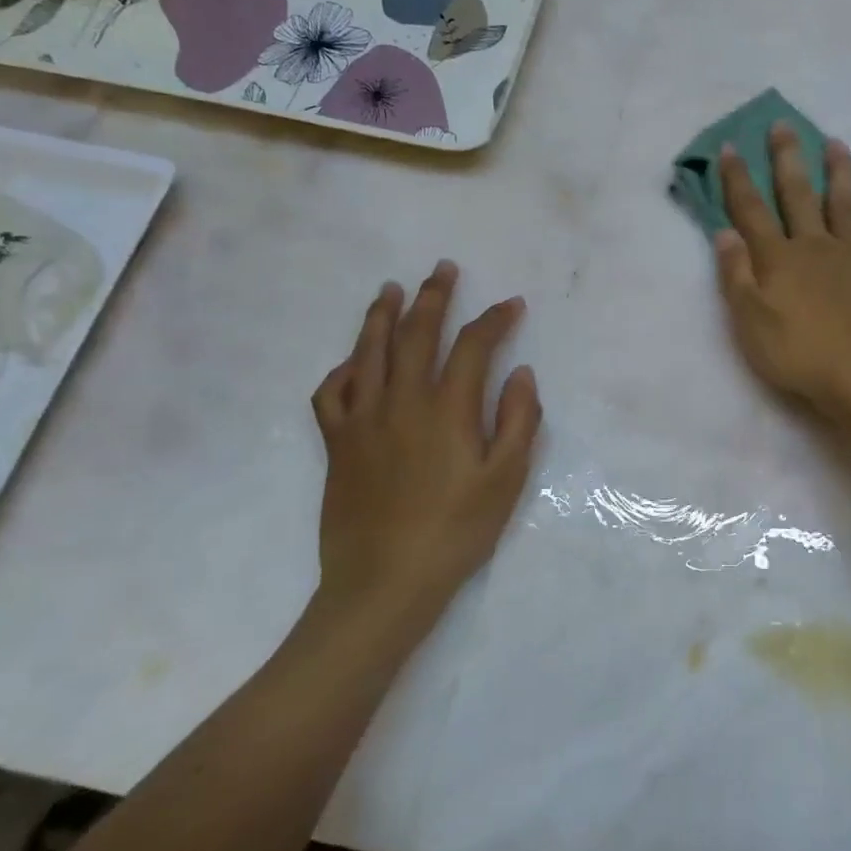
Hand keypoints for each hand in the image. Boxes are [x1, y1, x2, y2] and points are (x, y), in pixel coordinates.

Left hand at [310, 261, 541, 626]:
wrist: (384, 581)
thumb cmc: (456, 532)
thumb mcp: (505, 481)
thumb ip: (518, 421)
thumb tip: (520, 373)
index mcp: (447, 409)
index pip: (474, 346)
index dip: (495, 319)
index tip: (512, 304)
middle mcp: (402, 401)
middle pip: (416, 333)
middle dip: (433, 296)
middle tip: (442, 269)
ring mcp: (362, 420)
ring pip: (368, 352)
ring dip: (381, 315)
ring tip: (390, 289)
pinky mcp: (336, 444)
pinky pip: (330, 394)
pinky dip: (341, 370)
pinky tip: (351, 363)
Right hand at [714, 122, 850, 415]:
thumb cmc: (797, 353)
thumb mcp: (749, 321)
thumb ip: (735, 275)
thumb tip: (723, 232)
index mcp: (778, 258)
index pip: (751, 210)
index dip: (738, 179)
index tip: (730, 147)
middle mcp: (815, 244)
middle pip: (798, 194)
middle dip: (787, 159)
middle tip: (784, 125)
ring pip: (844, 203)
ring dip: (838, 172)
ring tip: (836, 143)